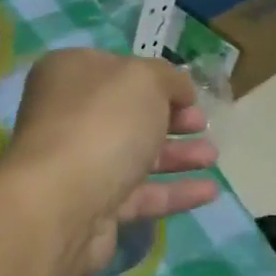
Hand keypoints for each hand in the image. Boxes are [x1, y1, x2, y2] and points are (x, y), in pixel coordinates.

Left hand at [1, 49, 219, 275]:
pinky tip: (209, 191)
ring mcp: (79, 164)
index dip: (155, 79)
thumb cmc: (102, 123)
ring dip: (176, 155)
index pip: (117, 69)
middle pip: (127, 115)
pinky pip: (140, 195)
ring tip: (213, 157)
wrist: (62, 203)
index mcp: (69, 75)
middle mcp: (68, 117)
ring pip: (134, 155)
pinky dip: (174, 192)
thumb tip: (179, 90)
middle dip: (170, 119)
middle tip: (202, 125)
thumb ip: (168, 78)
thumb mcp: (144, 80)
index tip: (189, 93)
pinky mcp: (93, 206)